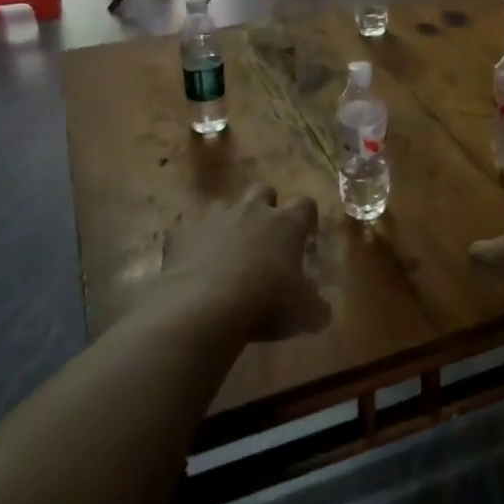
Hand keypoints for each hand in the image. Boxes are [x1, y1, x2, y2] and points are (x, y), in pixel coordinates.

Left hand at [158, 184, 328, 342]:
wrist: (205, 306)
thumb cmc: (266, 303)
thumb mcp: (304, 313)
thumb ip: (316, 308)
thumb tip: (322, 313)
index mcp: (286, 224)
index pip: (305, 205)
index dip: (307, 217)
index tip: (306, 235)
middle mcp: (251, 212)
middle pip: (263, 190)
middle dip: (265, 206)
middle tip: (265, 236)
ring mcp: (214, 220)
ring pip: (224, 207)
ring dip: (228, 224)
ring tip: (227, 252)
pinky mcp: (181, 235)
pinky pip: (187, 234)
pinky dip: (191, 247)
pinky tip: (191, 269)